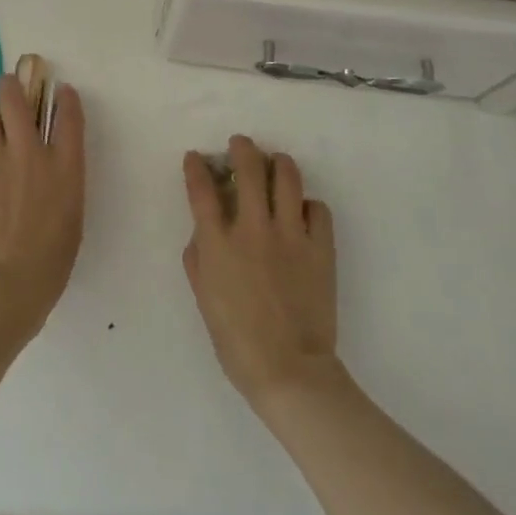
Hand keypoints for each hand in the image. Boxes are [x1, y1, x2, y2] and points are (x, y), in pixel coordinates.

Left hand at [0, 74, 85, 344]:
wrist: (3, 285)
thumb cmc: (49, 263)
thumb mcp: (71, 217)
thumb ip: (62, 182)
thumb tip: (49, 167)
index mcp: (66, 166)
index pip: (68, 115)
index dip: (65, 98)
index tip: (61, 92)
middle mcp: (30, 152)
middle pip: (15, 98)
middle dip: (11, 87)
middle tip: (9, 90)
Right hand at [182, 136, 339, 410]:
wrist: (289, 370)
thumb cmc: (236, 340)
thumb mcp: (204, 297)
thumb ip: (198, 257)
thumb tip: (203, 229)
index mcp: (218, 243)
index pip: (202, 189)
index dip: (196, 167)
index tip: (196, 157)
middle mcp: (253, 229)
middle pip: (248, 169)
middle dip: (242, 148)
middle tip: (241, 145)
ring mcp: (290, 234)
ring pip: (287, 177)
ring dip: (279, 163)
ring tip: (276, 163)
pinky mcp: (320, 246)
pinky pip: (317, 208)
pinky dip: (308, 204)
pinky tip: (302, 211)